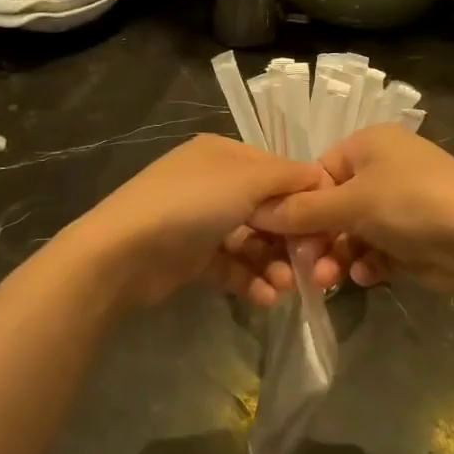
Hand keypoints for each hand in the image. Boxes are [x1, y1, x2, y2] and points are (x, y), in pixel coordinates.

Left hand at [72, 134, 326, 306]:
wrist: (124, 252)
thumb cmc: (191, 204)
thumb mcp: (246, 179)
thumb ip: (289, 178)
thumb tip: (322, 179)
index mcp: (225, 155)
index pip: (279, 172)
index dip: (306, 198)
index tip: (329, 227)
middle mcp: (214, 184)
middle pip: (268, 211)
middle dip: (292, 239)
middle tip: (312, 265)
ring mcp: (202, 222)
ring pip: (253, 242)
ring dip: (274, 264)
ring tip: (286, 286)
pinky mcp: (193, 258)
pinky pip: (233, 267)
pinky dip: (251, 281)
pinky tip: (267, 297)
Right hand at [248, 126, 453, 290]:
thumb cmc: (410, 205)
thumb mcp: (351, 203)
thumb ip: (302, 211)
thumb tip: (255, 210)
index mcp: (368, 144)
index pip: (317, 173)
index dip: (298, 207)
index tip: (281, 238)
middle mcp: (384, 168)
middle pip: (333, 206)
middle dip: (319, 240)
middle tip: (305, 269)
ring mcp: (402, 202)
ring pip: (354, 232)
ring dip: (339, 257)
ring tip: (331, 281)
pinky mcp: (415, 235)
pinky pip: (378, 248)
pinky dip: (369, 263)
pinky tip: (369, 277)